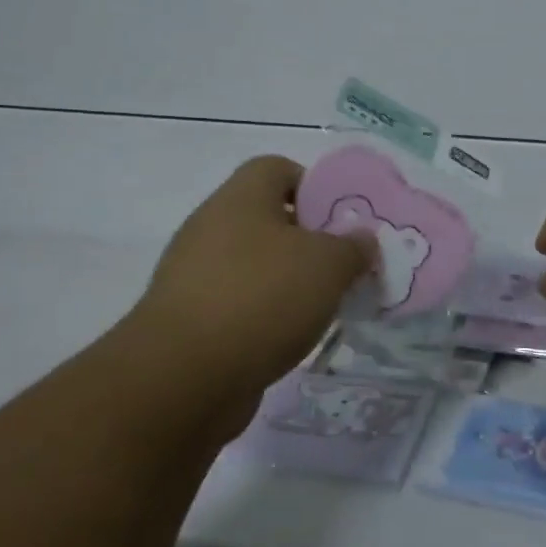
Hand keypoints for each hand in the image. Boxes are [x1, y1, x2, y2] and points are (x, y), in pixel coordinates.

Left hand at [123, 156, 369, 392]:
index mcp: (241, 198)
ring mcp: (194, 274)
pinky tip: (291, 338)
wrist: (183, 378)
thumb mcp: (329, 265)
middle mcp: (212, 227)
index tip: (341, 221)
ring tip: (323, 307)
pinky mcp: (189, 319)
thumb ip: (354, 247)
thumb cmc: (262, 298)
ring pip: (255, 265)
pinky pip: (239, 304)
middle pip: (268, 219)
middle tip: (342, 266)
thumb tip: (361, 240)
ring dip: (289, 282)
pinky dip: (266, 316)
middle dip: (309, 241)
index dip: (314, 186)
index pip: (277, 168)